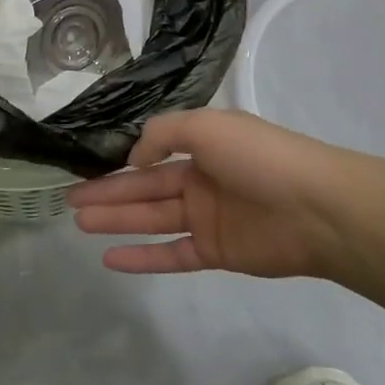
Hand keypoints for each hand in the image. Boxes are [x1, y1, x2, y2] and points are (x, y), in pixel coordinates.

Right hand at [68, 108, 349, 278]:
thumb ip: (162, 136)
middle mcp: (201, 180)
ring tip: (79, 223)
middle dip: (108, 192)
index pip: (152, 154)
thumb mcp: (205, 126)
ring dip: (117, 221)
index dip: (121, 162)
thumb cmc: (258, 157)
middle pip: (145, 187)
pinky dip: (142, 257)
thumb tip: (134, 158)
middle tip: (69, 200)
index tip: (88, 168)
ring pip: (152, 219)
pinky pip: (171, 255)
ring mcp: (208, 218)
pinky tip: (110, 258)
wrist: (315, 208)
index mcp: (202, 145)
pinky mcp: (216, 252)